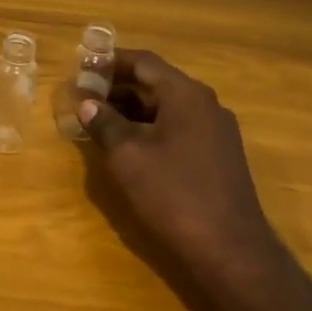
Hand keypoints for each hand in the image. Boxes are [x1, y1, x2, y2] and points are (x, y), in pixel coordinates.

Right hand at [79, 50, 280, 285]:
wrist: (230, 249)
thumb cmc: (173, 195)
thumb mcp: (128, 157)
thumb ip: (105, 124)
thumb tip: (87, 103)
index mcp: (186, 95)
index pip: (144, 62)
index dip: (110, 61)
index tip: (82, 65)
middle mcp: (206, 104)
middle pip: (157, 82)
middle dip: (118, 85)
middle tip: (84, 92)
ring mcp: (216, 131)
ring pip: (167, 107)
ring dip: (133, 108)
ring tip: (99, 117)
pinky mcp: (218, 156)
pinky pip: (178, 127)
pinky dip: (150, 126)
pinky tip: (128, 143)